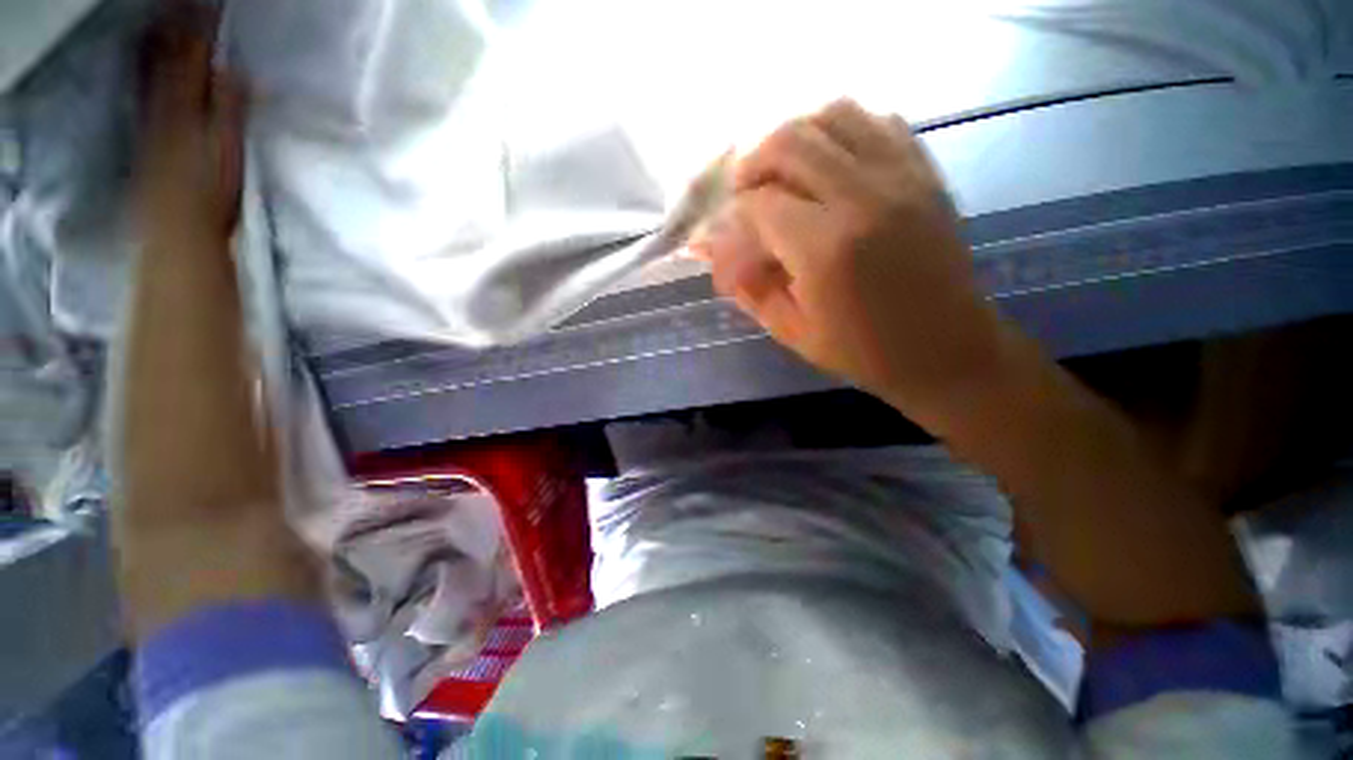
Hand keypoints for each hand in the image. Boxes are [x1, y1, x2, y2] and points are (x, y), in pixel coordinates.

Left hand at [139, 8, 245, 243]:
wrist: (176, 230)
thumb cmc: (211, 195)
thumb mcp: (229, 152)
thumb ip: (230, 110)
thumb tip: (234, 70)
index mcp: (188, 107)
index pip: (195, 56)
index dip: (201, 26)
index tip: (209, 1)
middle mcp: (165, 104)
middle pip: (168, 57)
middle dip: (175, 25)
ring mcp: (152, 118)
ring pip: (150, 68)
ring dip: (157, 39)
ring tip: (161, 14)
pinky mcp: (145, 133)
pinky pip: (141, 88)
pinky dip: (143, 65)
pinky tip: (143, 53)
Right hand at [692, 100, 1009, 424]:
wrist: (945, 349)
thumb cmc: (863, 351)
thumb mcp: (791, 330)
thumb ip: (748, 286)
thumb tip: (714, 253)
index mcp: (824, 248)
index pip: (759, 204)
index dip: (734, 217)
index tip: (730, 236)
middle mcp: (862, 197)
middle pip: (790, 140)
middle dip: (754, 163)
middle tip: (746, 192)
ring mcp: (900, 177)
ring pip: (834, 114)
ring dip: (796, 137)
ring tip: (784, 172)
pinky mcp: (925, 172)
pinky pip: (877, 122)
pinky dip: (841, 132)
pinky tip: (830, 165)